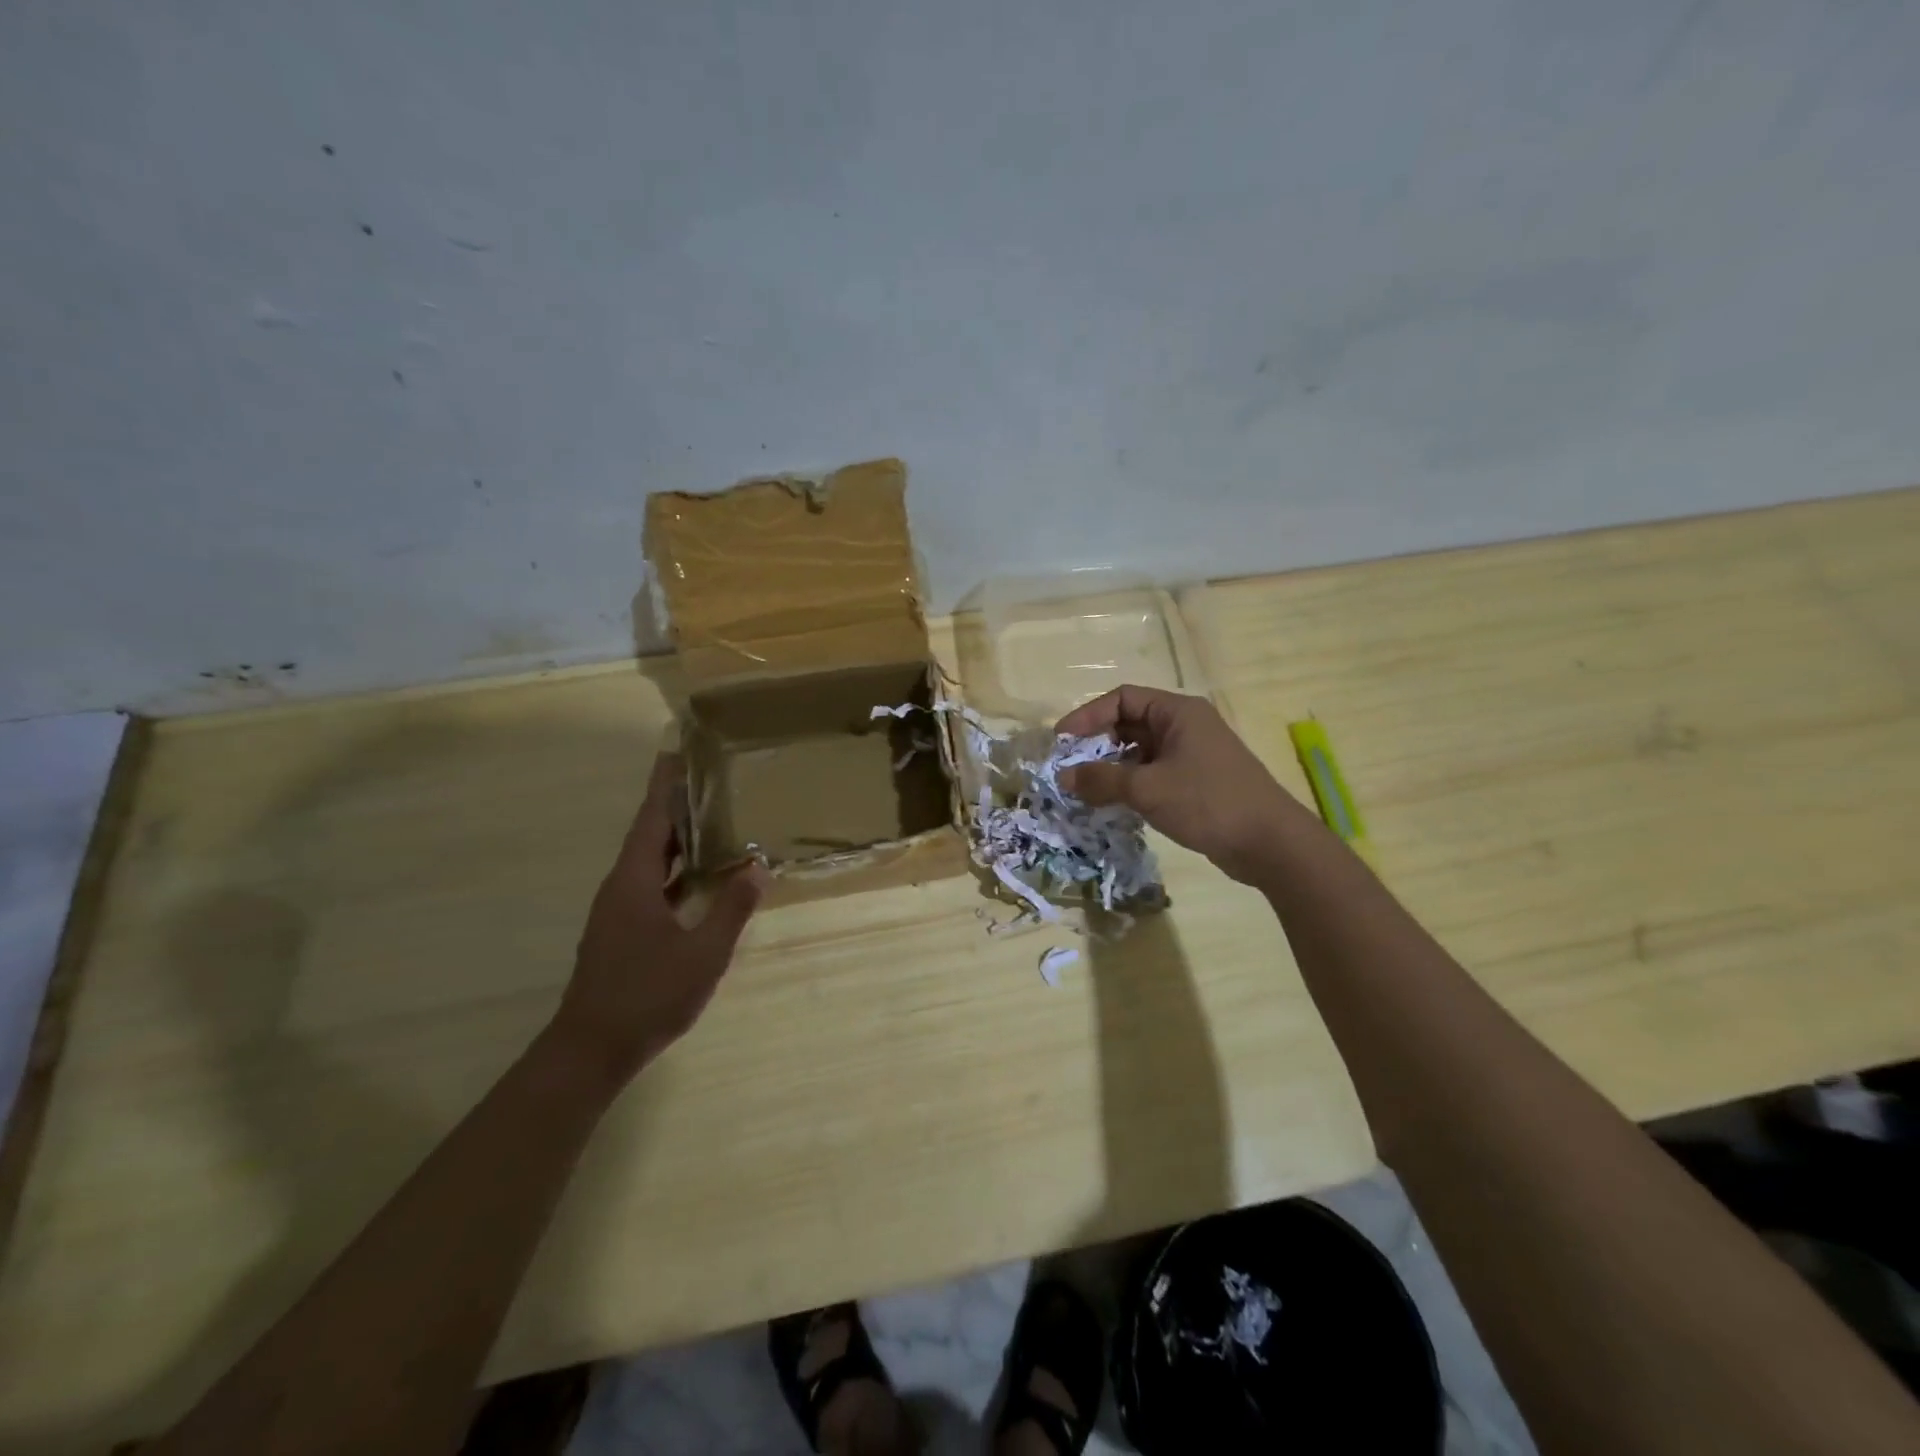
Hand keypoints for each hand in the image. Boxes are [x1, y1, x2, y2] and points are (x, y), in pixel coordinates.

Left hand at [551, 753, 768, 1083]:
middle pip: (650, 834)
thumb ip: (732, 909)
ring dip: (677, 838)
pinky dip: (676, 870)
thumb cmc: (647, 995)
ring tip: (711, 817)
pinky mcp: (622, 931)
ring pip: (651, 861)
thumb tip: (759, 868)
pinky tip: (700, 876)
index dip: (664, 785)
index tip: (676, 752)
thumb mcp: (703, 953)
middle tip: (708, 778)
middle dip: (675, 804)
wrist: (591, 1050)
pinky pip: (652, 884)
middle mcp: (622, 887)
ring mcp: (619, 911)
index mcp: (635, 881)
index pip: (652, 819)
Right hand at [1056, 685, 1296, 885]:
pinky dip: (1130, 783)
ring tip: (1085, 789)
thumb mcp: (1147, 788)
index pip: (1122, 699)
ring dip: (1111, 767)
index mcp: (1177, 712)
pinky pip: (1153, 772)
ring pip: (1140, 751)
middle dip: (1097, 744)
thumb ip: (1102, 779)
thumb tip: (1064, 776)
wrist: (1269, 843)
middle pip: (1129, 723)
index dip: (1087, 716)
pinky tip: (1113, 803)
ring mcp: (1192, 754)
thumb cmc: (1207, 802)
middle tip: (1070, 768)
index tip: (1061, 741)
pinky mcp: (1196, 781)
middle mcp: (1185, 725)